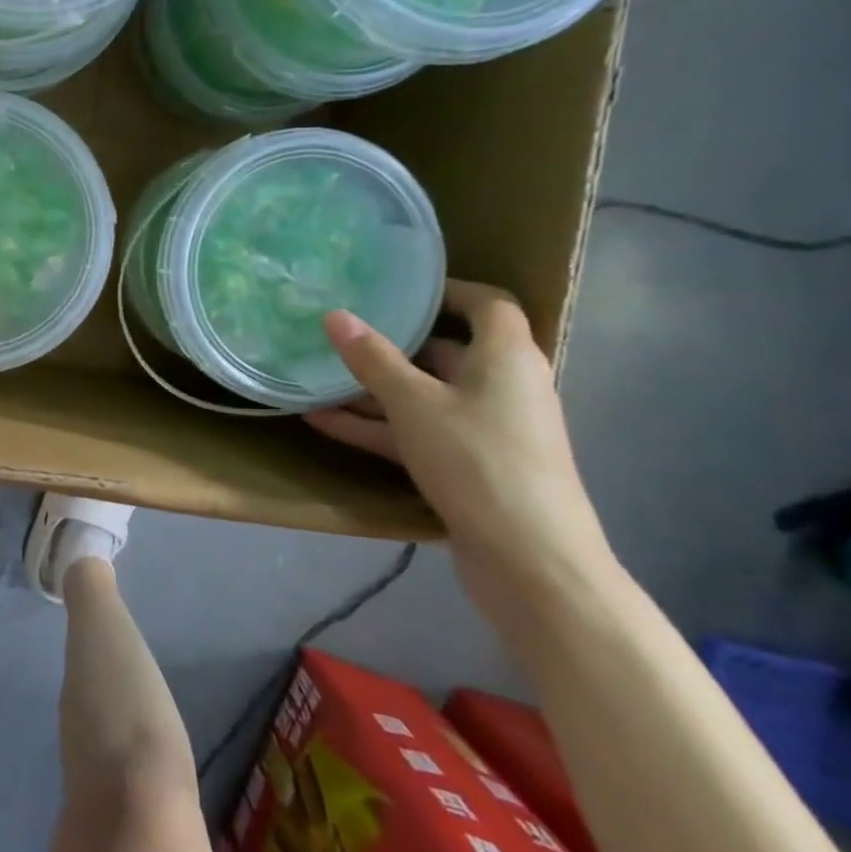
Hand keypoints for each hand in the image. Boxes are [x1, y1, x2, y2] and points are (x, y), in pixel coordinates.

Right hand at [304, 280, 617, 615]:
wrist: (532, 563)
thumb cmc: (479, 462)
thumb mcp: (415, 404)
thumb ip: (373, 359)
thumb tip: (335, 315)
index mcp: (506, 357)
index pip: (486, 304)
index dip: (445, 291)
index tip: (396, 288)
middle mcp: (503, 386)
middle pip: (447, 351)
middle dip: (393, 343)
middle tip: (341, 330)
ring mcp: (486, 429)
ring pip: (424, 396)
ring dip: (374, 390)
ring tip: (318, 377)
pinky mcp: (470, 465)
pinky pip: (418, 432)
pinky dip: (378, 427)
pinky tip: (323, 422)